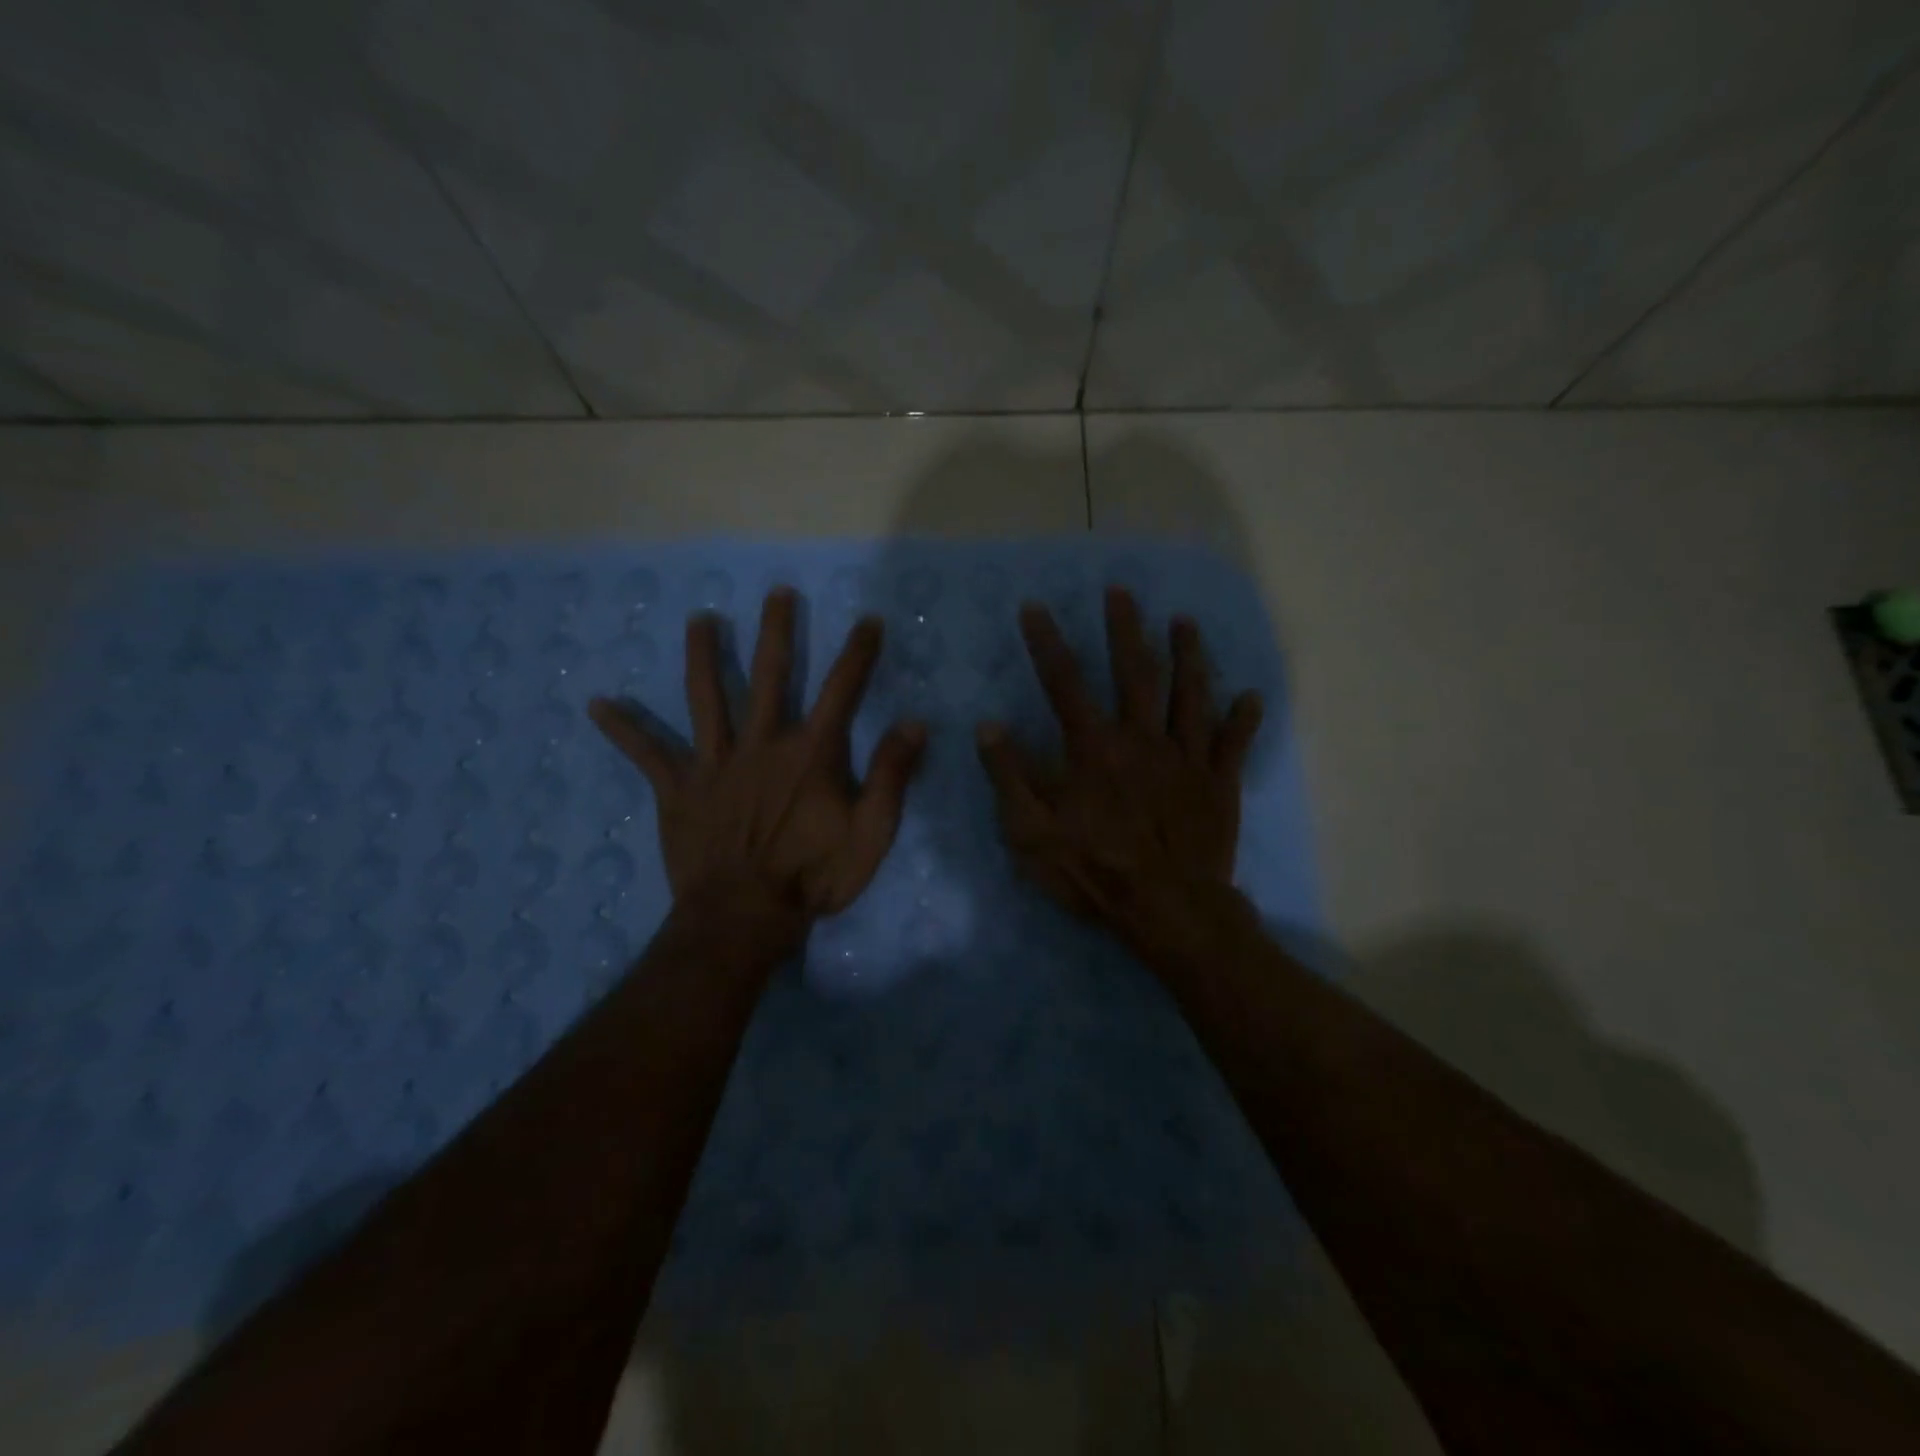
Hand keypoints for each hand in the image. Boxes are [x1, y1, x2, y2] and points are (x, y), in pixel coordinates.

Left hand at [590, 587, 926, 917]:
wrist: (744, 917)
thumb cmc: (813, 877)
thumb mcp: (871, 833)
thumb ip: (893, 776)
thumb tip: (914, 723)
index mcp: (811, 753)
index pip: (843, 690)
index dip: (858, 653)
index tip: (868, 620)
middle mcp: (762, 744)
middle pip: (770, 676)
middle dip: (776, 631)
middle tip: (777, 593)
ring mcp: (715, 763)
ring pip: (707, 698)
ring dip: (703, 656)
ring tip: (698, 620)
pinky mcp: (679, 789)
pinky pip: (647, 754)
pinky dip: (623, 729)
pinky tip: (596, 705)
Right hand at [976, 587, 1261, 940]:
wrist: (1168, 910)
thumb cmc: (1094, 871)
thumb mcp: (1031, 832)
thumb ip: (1009, 776)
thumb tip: (988, 726)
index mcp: (1094, 748)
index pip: (1064, 682)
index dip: (1047, 642)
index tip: (1035, 607)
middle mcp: (1142, 738)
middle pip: (1135, 671)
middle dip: (1126, 628)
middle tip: (1122, 591)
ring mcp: (1186, 757)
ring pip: (1190, 694)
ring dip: (1188, 655)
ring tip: (1184, 622)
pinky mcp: (1219, 782)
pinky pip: (1234, 743)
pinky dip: (1243, 719)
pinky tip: (1250, 696)